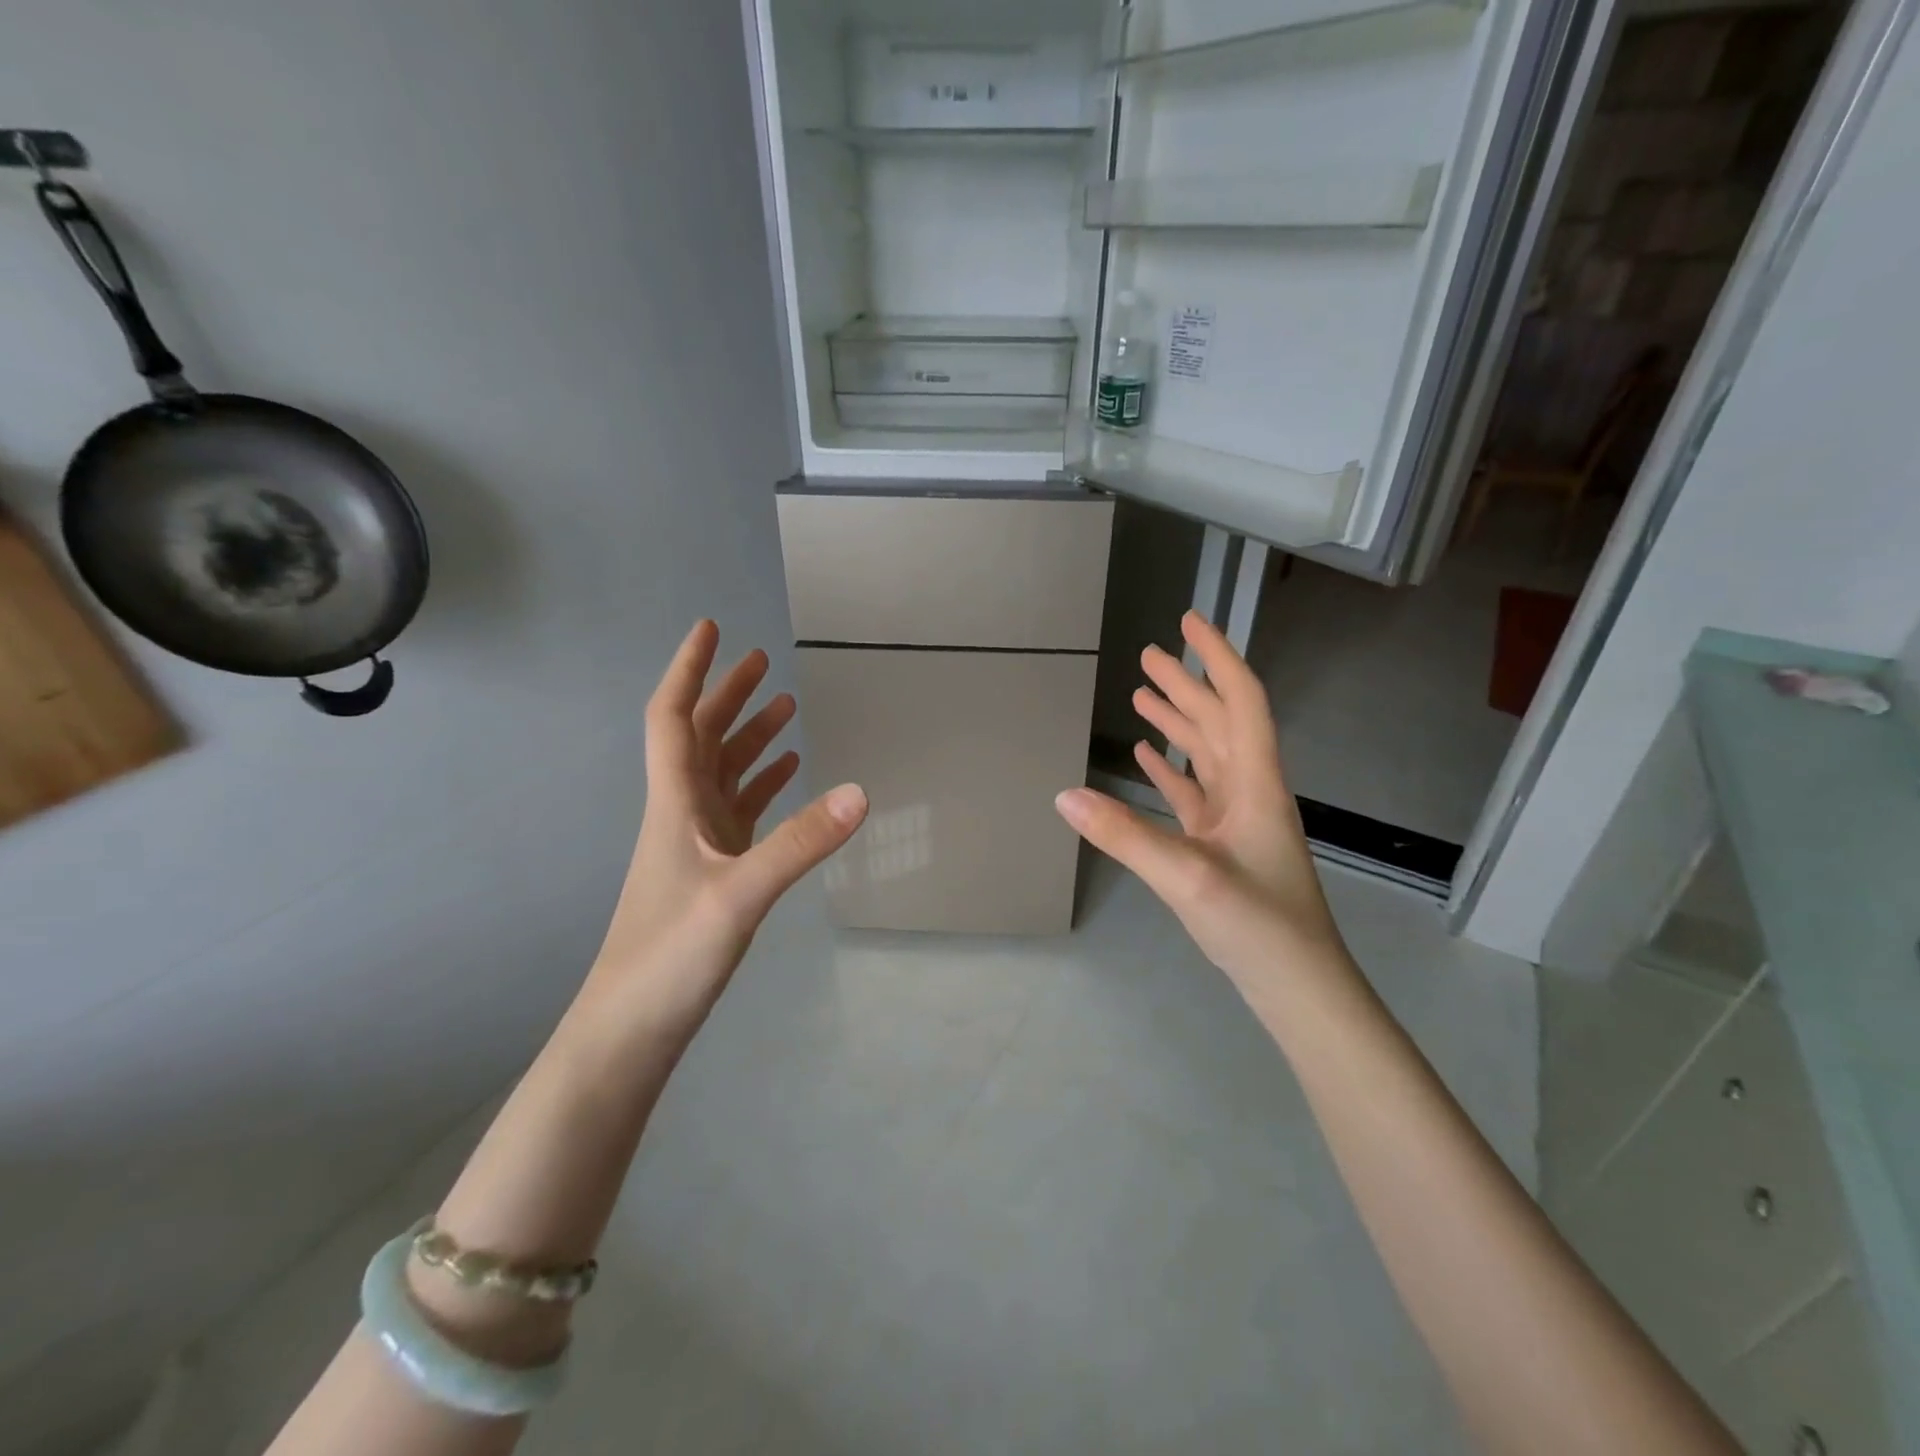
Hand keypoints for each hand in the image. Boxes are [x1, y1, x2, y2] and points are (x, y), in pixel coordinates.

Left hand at [582, 620, 867, 1043]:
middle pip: (701, 737)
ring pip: (723, 773)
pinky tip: (788, 775)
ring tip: (785, 706)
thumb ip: (800, 843)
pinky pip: (740, 811)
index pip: (674, 718)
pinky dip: (763, 784)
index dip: (689, 670)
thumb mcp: (740, 895)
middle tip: (761, 659)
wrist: (630, 1028)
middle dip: (728, 694)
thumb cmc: (669, 955)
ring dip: (750, 737)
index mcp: (675, 803)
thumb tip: (860, 792)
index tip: (710, 628)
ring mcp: (698, 844)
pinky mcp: (715, 872)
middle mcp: (682, 814)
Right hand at [1055, 611, 1345, 987]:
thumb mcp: (1188, 877)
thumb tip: (1063, 796)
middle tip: (1149, 654)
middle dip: (1186, 684)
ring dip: (1177, 722)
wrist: (1299, 988)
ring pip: (1206, 755)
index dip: (1216, 658)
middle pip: (1219, 722)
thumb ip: (1125, 835)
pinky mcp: (1224, 846)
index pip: (1240, 701)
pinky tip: (1147, 758)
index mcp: (1256, 783)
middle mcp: (1250, 792)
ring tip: (1141, 696)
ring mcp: (1237, 820)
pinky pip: (1195, 793)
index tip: (1189, 622)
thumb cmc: (1258, 926)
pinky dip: (1171, 769)